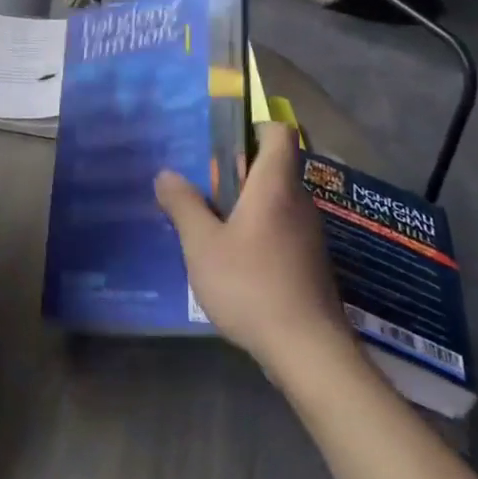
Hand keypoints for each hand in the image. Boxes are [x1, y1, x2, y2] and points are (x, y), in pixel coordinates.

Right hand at [155, 124, 352, 368]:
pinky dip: (258, 233)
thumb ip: (183, 205)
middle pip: (273, 169)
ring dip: (245, 205)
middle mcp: (299, 203)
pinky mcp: (311, 265)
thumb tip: (166, 174)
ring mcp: (309, 236)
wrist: (309, 352)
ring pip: (276, 202)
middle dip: (237, 171)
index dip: (255, 126)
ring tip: (209, 223)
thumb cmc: (251, 285)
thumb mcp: (202, 245)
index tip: (223, 140)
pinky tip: (233, 260)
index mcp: (275, 186)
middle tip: (200, 185)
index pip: (280, 134)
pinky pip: (281, 230)